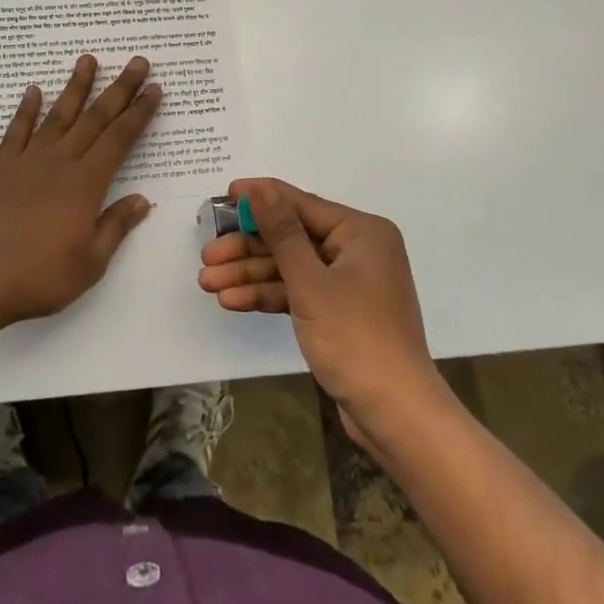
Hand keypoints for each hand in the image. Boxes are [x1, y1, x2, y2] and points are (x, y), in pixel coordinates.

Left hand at [0, 55, 160, 328]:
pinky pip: (17, 132)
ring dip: (75, 87)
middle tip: (136, 62)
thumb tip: (142, 200)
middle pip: (95, 118)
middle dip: (119, 89)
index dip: (139, 113)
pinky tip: (33, 91)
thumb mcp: (91, 262)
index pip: (120, 139)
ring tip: (87, 59)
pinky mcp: (1, 169)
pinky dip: (26, 110)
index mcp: (87, 183)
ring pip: (58, 115)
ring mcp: (28, 162)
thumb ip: (115, 226)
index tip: (154, 89)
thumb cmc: (41, 276)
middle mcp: (60, 162)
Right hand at [198, 177, 444, 444]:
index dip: (260, 199)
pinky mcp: (338, 312)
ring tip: (207, 283)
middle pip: (292, 238)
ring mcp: (348, 282)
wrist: (395, 416)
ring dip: (250, 275)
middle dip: (248, 248)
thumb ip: (282, 232)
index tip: (223, 194)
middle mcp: (356, 250)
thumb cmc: (355, 338)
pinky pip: (298, 292)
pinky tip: (232, 301)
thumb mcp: (310, 282)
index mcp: (361, 232)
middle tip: (207, 256)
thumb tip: (259, 188)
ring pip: (290, 267)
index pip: (301, 204)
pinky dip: (268, 296)